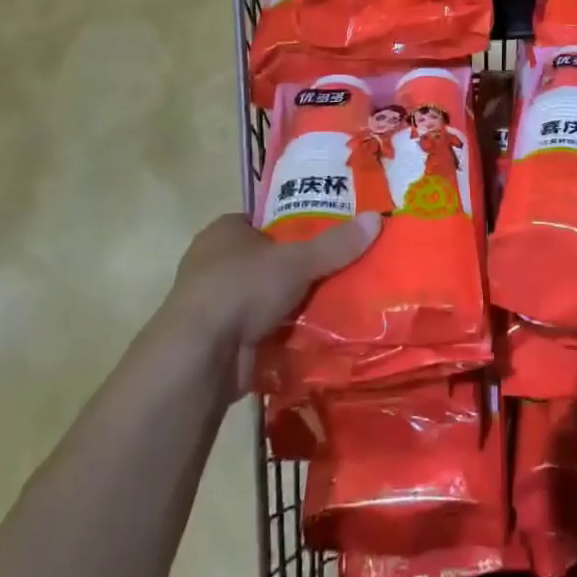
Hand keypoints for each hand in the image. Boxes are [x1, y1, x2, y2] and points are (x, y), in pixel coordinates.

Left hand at [155, 211, 380, 395]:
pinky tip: (315, 334)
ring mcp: (214, 303)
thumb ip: (336, 244)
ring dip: (291, 303)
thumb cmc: (241, 289)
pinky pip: (260, 328)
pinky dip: (282, 332)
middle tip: (341, 269)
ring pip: (265, 296)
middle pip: (268, 259)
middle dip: (298, 268)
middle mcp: (214, 262)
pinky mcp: (219, 339)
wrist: (199, 357)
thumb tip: (377, 219)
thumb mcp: (296, 261)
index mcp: (225, 231)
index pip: (266, 220)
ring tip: (337, 301)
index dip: (295, 226)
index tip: (329, 235)